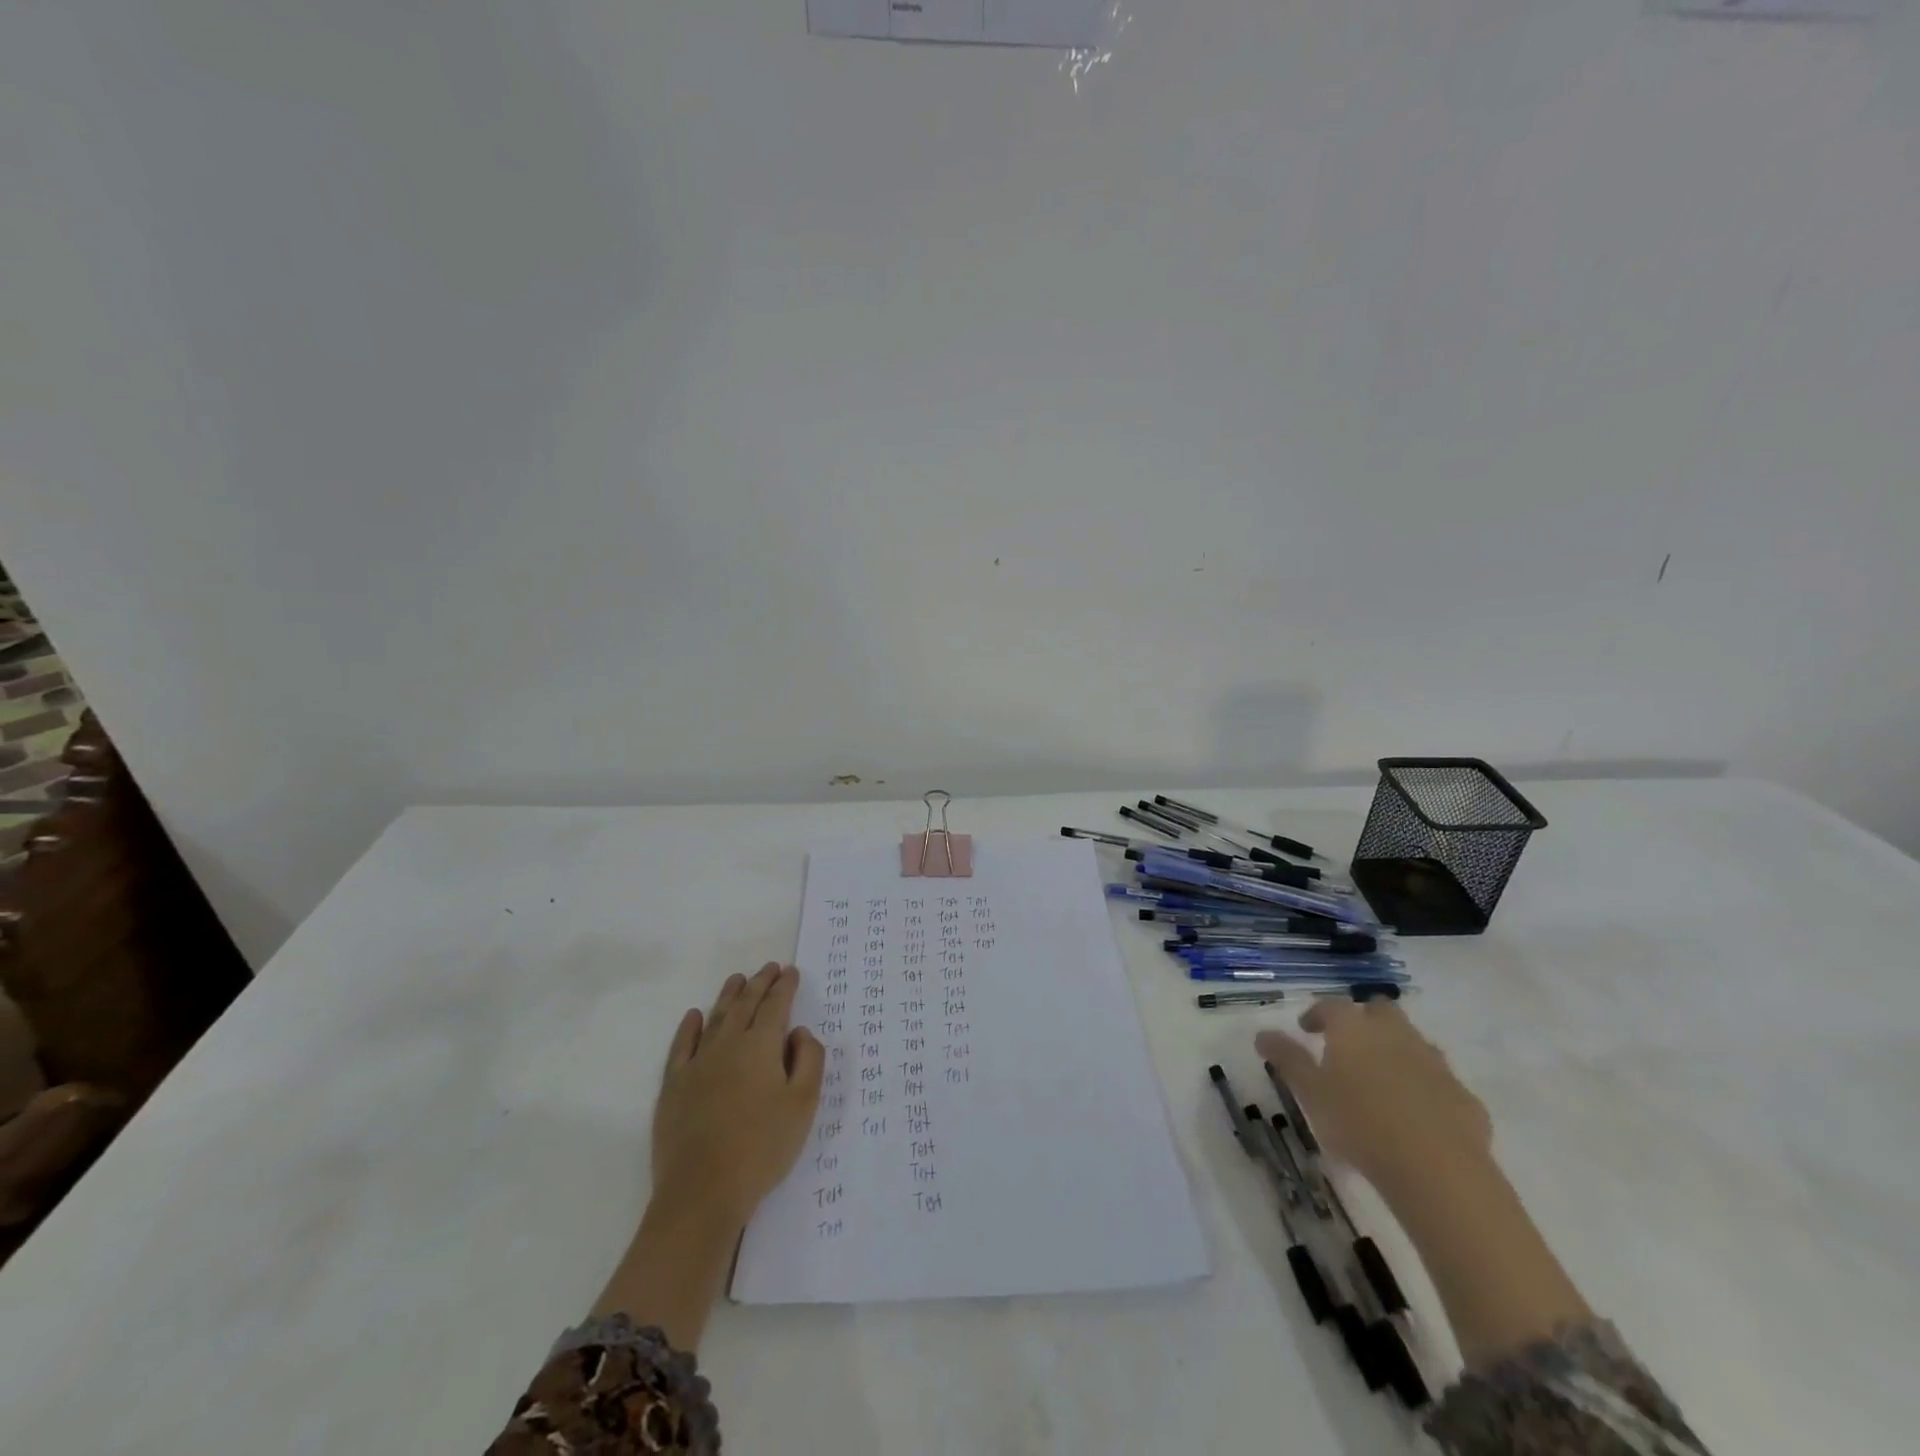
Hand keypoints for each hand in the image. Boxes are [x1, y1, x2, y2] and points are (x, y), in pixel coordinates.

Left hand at [651, 963, 824, 1226]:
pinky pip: (682, 1046)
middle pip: (746, 1005)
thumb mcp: (803, 1105)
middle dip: (760, 983)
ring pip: (716, 1018)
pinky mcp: (673, 1086)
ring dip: (729, 996)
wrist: (702, 1192)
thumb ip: (809, 1061)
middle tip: (769, 967)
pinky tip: (694, 1016)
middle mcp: (728, 1044)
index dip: (785, 986)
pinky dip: (689, 1027)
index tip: (791, 971)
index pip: (776, 1006)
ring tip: (738, 979)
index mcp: (762, 1046)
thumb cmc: (762, 1147)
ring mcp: (697, 1064)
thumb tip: (799, 1033)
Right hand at [1257, 999, 1492, 1196]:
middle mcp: (1395, 1034)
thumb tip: (1262, 1034)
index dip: (1316, 1014)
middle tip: (1349, 1046)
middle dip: (1365, 1021)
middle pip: (1380, 1010)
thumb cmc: (1359, 1124)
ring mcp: (1435, 1063)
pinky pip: (1439, 1081)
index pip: (1331, 1005)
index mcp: (1354, 1029)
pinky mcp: (1464, 1096)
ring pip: (1413, 1042)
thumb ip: (1287, 1060)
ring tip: (1382, 1081)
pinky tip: (1417, 1115)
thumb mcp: (1311, 1093)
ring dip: (1397, 1051)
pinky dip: (1425, 1087)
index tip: (1306, 1029)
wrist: (1438, 1171)